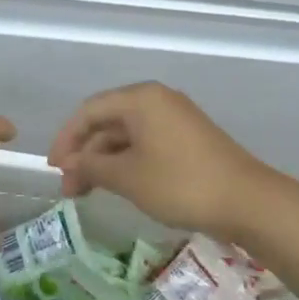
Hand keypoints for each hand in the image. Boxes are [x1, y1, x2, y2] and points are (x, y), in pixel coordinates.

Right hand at [47, 83, 288, 242]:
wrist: (246, 201)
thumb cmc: (180, 183)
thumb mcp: (127, 176)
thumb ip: (91, 165)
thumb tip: (69, 162)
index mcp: (141, 98)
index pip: (89, 110)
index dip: (65, 138)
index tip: (52, 168)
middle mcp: (156, 100)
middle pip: (107, 121)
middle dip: (83, 154)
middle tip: (69, 188)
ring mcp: (174, 119)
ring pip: (126, 135)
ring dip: (103, 161)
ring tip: (86, 193)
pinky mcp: (187, 138)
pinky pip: (145, 143)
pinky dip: (125, 162)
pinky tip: (116, 185)